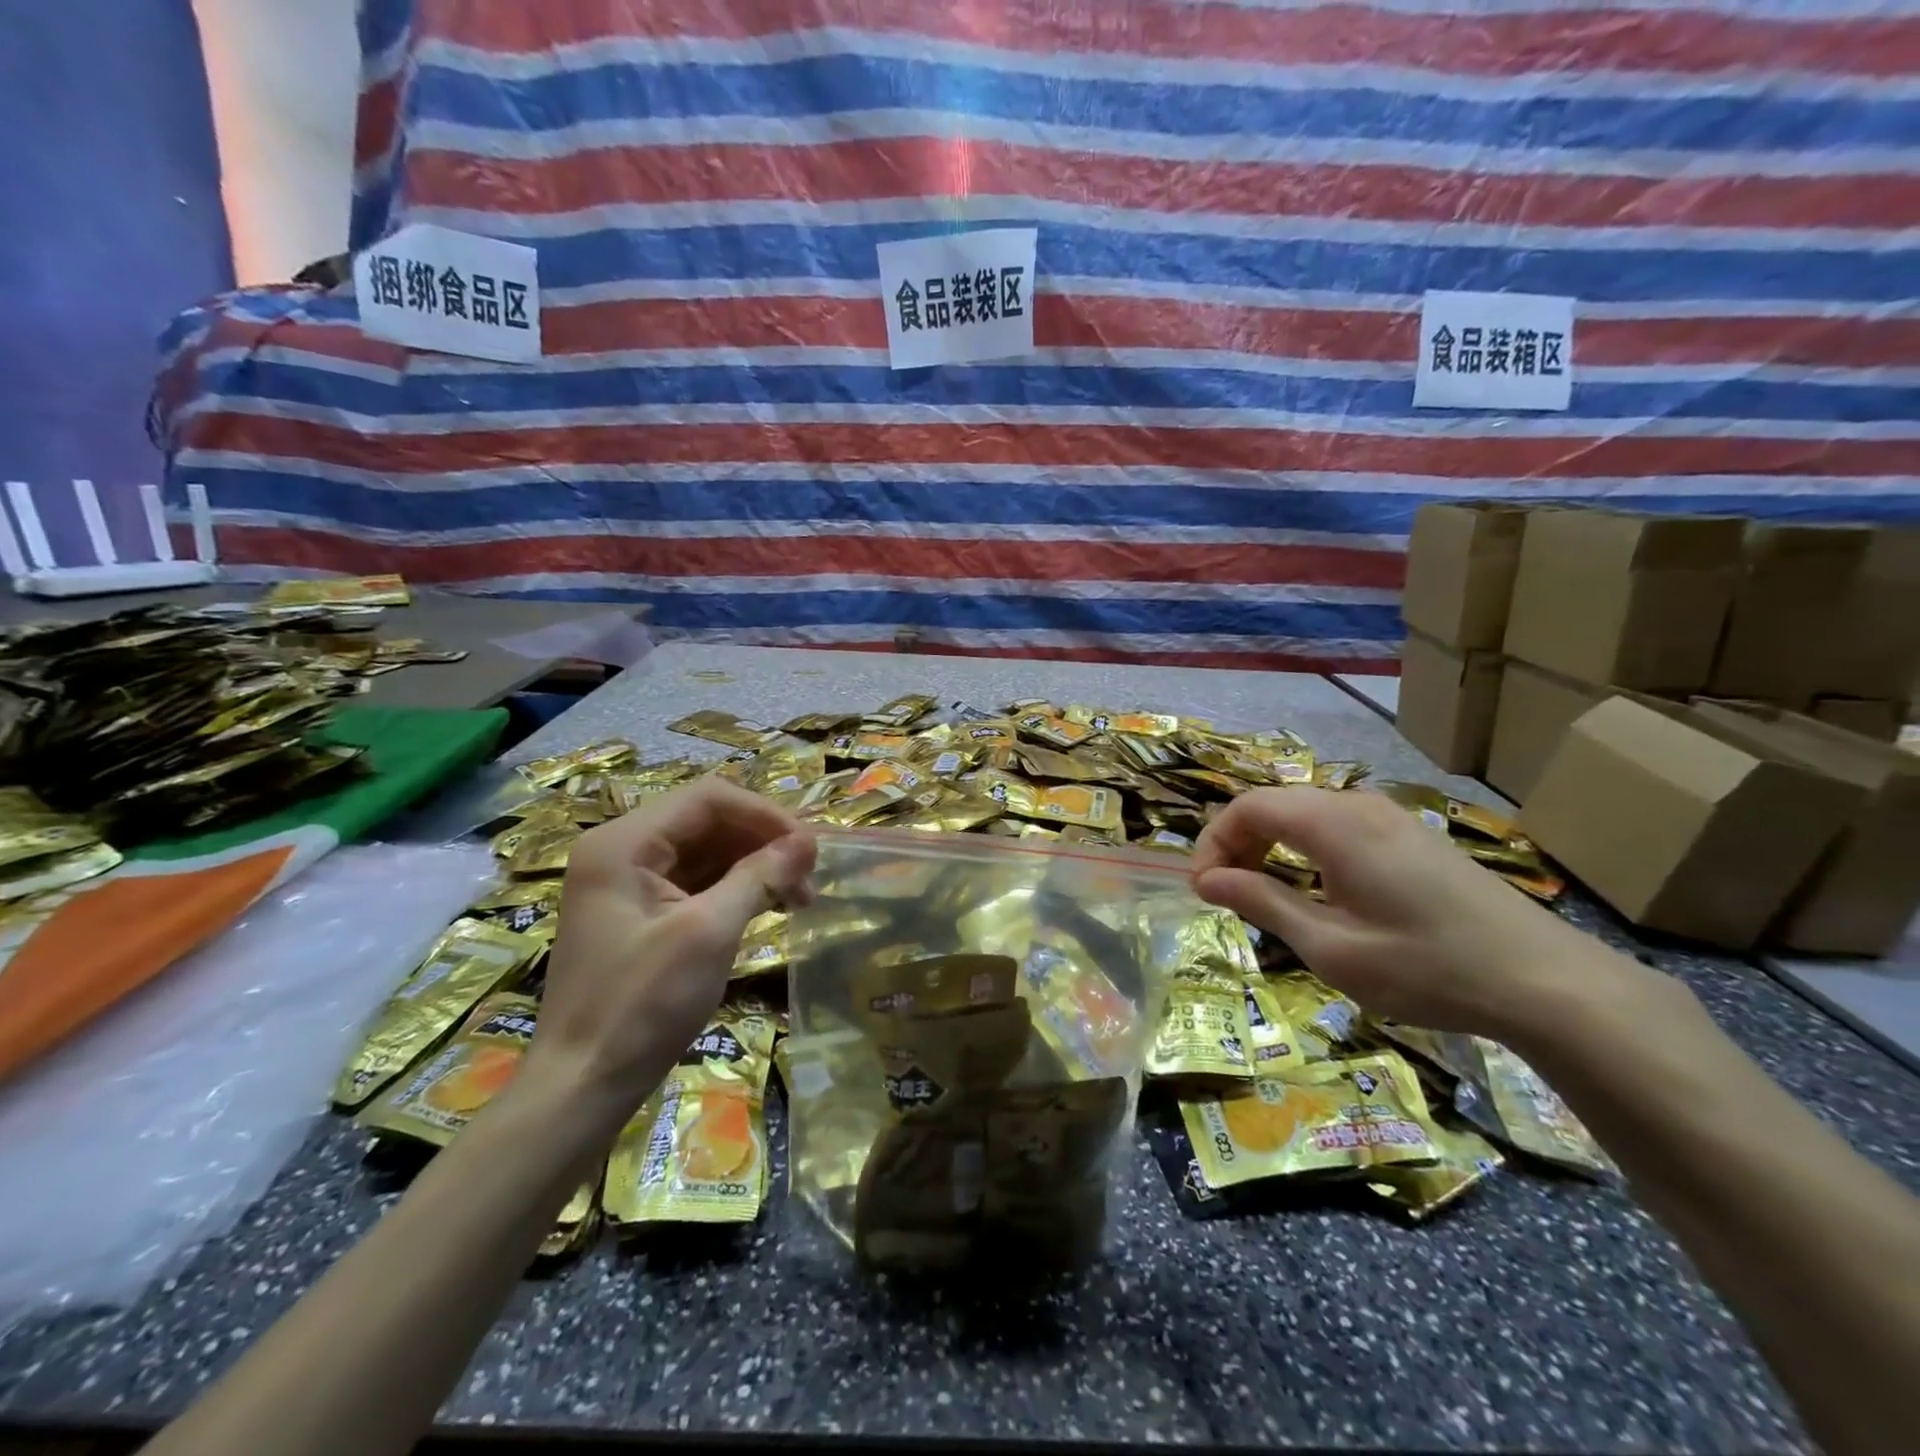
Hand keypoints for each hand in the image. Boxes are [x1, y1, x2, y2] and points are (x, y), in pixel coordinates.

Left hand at [528, 779, 814, 1109]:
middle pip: (707, 821)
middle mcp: (621, 851)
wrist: (581, 1088)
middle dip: (763, 842)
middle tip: (809, 877)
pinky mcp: (638, 913)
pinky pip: (695, 882)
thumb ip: (759, 877)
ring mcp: (627, 883)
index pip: (709, 798)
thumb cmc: (641, 1005)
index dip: (765, 814)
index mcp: (624, 843)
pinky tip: (769, 907)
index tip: (809, 847)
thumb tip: (809, 842)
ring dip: (754, 866)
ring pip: (705, 852)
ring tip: (800, 897)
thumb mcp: (708, 933)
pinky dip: (735, 889)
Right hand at [1191, 788, 1641, 1038]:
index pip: (1248, 807)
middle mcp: (1358, 806)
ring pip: (1304, 813)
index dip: (1214, 842)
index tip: (1203, 890)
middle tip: (1228, 895)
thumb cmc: (1426, 967)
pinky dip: (1305, 849)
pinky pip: (1337, 825)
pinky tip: (1317, 890)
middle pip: (1274, 804)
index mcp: (1334, 824)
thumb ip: (1263, 903)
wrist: (1546, 982)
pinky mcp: (1411, 835)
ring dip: (1271, 846)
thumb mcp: (1331, 946)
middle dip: (1238, 844)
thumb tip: (1208, 880)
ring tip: (1265, 895)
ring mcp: (1390, 817)